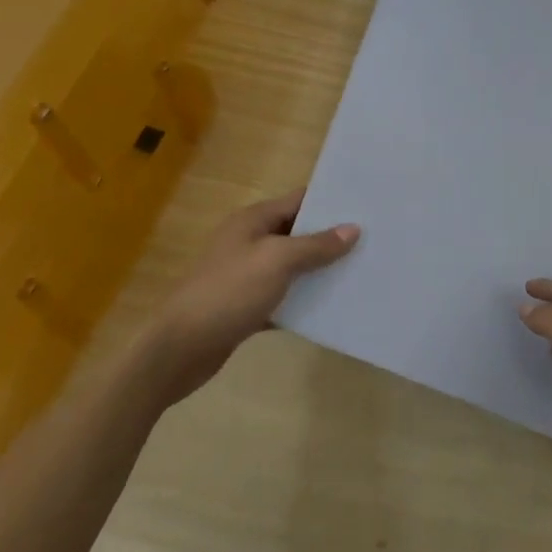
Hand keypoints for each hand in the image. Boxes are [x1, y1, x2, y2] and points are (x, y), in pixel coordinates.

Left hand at [139, 188, 358, 406]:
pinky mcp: (247, 306)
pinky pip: (284, 297)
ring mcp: (247, 275)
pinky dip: (305, 300)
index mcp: (253, 221)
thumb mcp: (277, 261)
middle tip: (372, 241)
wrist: (179, 350)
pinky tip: (333, 307)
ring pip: (293, 266)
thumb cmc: (228, 292)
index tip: (367, 206)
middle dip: (331, 237)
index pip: (299, 200)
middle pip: (298, 233)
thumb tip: (353, 229)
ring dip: (320, 270)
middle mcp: (250, 242)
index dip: (331, 202)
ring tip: (361, 271)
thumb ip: (316, 245)